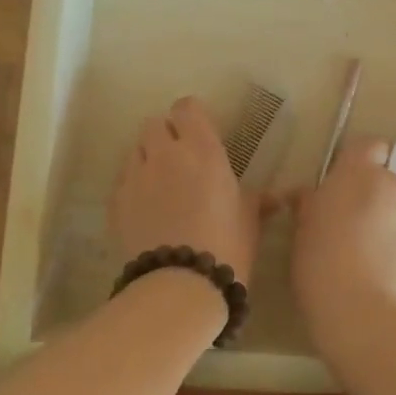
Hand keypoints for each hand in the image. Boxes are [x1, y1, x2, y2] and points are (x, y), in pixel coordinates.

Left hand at [110, 95, 260, 281]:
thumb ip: (258, 200)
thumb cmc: (227, 246)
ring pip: (135, 150)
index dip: (191, 117)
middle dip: (165, 136)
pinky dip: (133, 187)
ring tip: (160, 185)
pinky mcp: (116, 202)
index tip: (199, 133)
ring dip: (147, 159)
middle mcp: (165, 154)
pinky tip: (146, 211)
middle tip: (180, 159)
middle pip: (155, 124)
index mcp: (203, 149)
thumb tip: (279, 197)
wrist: (181, 285)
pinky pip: (123, 181)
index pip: (186, 108)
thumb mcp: (250, 220)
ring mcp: (136, 176)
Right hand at [290, 136, 395, 354]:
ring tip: (377, 260)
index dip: (360, 162)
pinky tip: (394, 275)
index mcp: (358, 174)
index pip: (369, 146)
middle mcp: (394, 184)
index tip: (347, 187)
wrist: (362, 315)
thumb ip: (310, 203)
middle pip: (386, 182)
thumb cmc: (320, 266)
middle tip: (355, 231)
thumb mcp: (302, 230)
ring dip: (393, 225)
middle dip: (374, 199)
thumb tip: (307, 195)